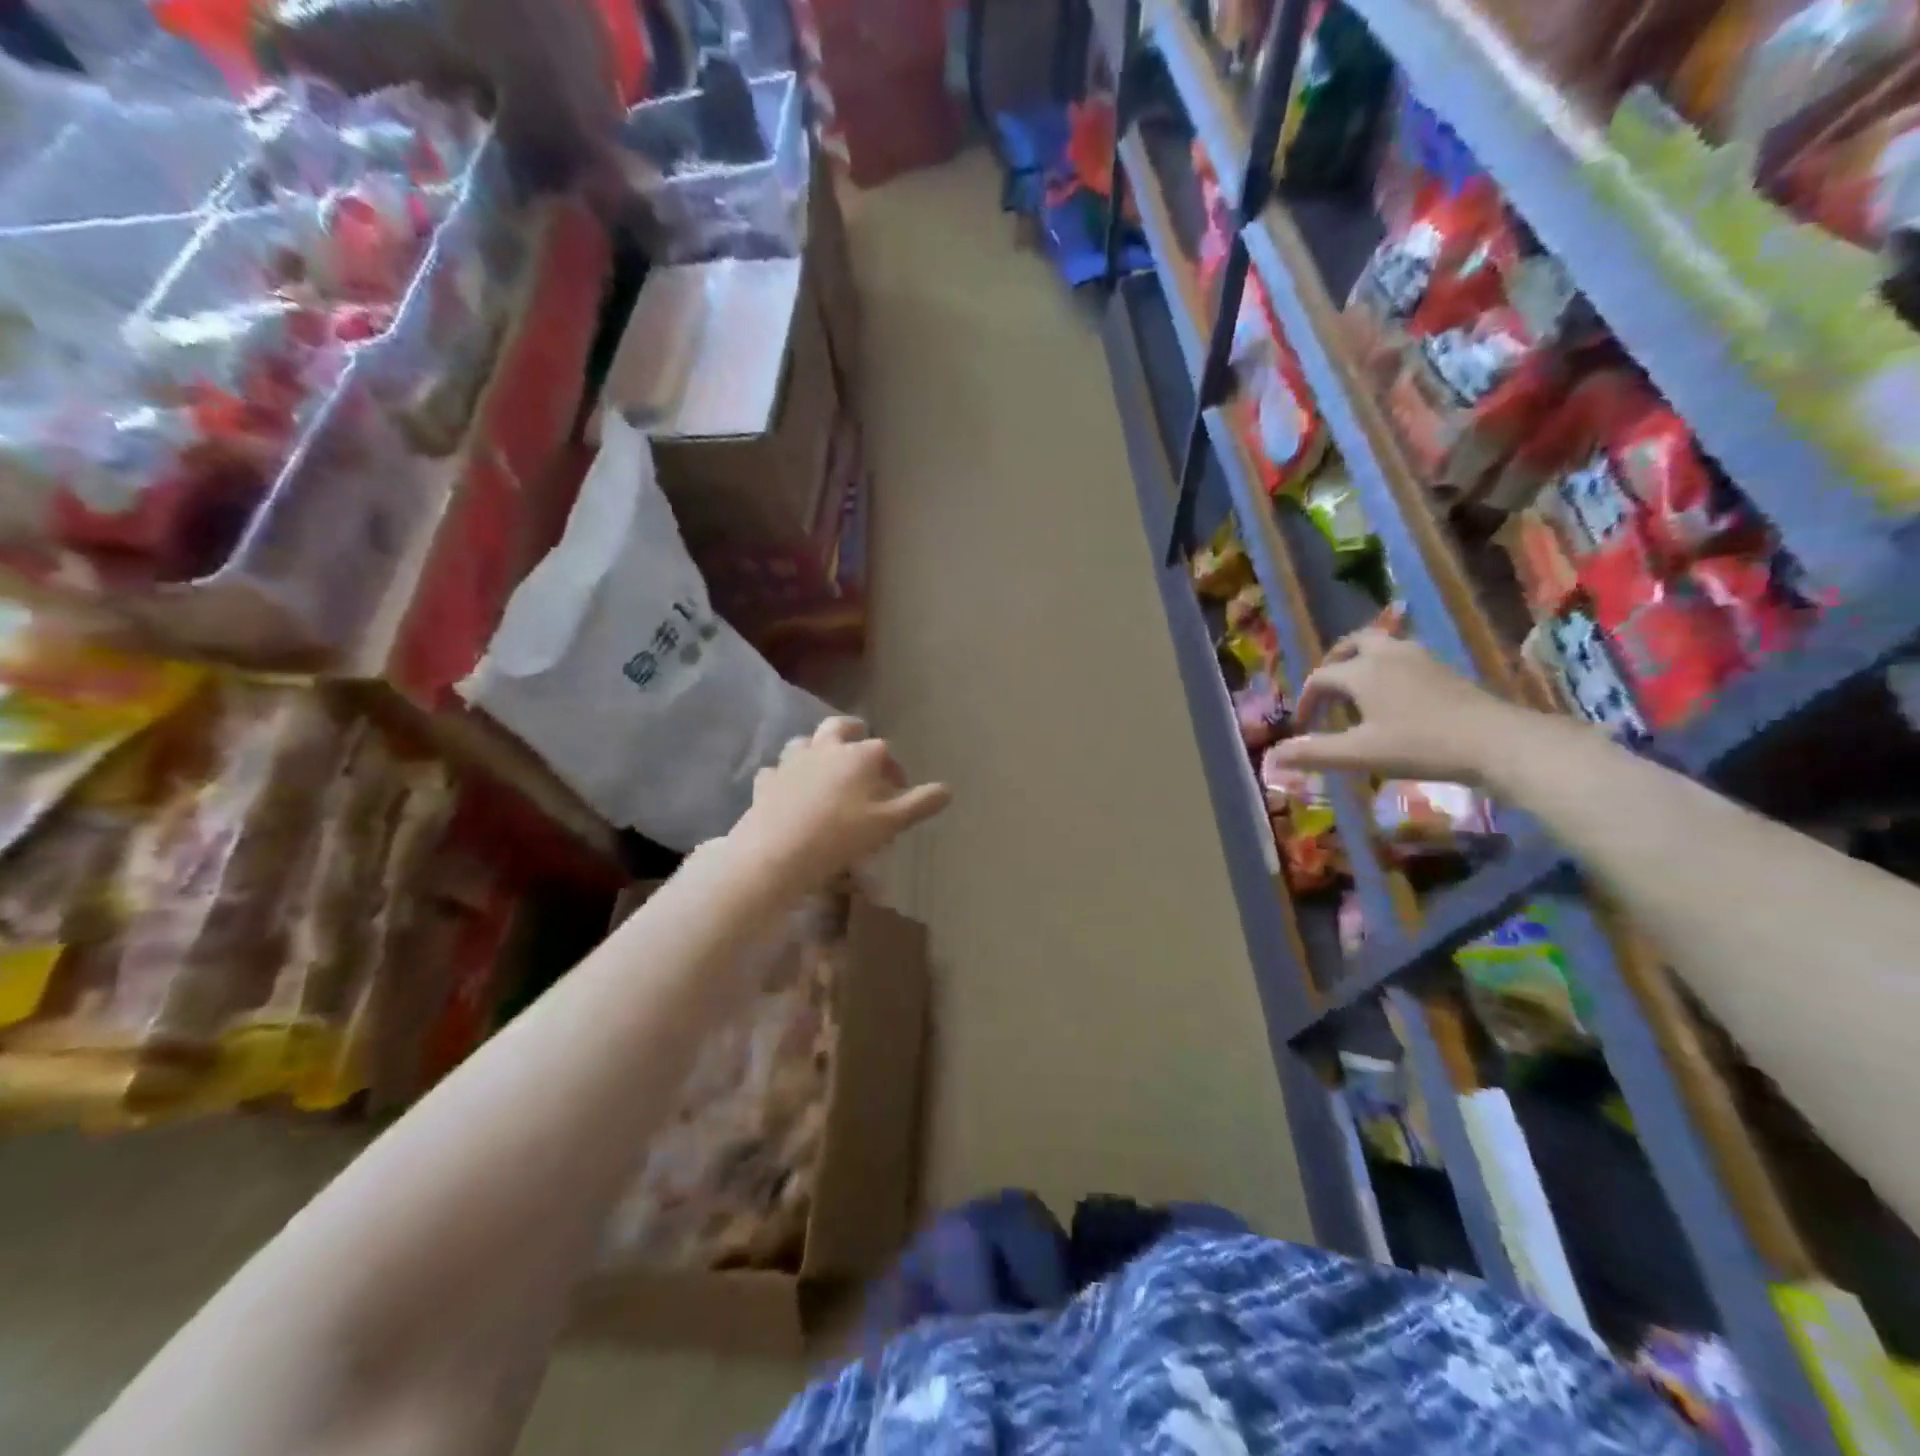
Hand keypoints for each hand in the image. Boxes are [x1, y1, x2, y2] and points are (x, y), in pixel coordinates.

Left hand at [736, 717, 950, 884]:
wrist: (777, 853)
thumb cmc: (841, 836)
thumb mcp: (888, 824)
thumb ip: (919, 804)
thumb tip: (948, 789)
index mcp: (859, 755)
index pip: (883, 750)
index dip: (894, 768)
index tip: (898, 790)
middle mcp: (826, 748)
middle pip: (841, 727)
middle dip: (854, 732)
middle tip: (861, 746)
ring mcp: (792, 761)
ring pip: (806, 741)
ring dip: (818, 747)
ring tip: (825, 766)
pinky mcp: (767, 780)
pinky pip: (778, 769)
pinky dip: (787, 774)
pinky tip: (790, 788)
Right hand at [1268, 629, 1529, 783]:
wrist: (1497, 742)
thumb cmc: (1421, 746)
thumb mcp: (1360, 754)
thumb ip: (1314, 753)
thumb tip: (1271, 757)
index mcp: (1363, 671)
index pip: (1321, 677)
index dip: (1306, 701)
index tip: (1303, 729)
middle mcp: (1389, 655)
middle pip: (1354, 644)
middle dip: (1334, 663)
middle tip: (1328, 690)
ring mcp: (1421, 659)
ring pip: (1382, 647)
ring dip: (1362, 664)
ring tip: (1358, 694)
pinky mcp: (1445, 670)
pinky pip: (1404, 658)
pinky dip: (1387, 671)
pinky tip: (1394, 700)